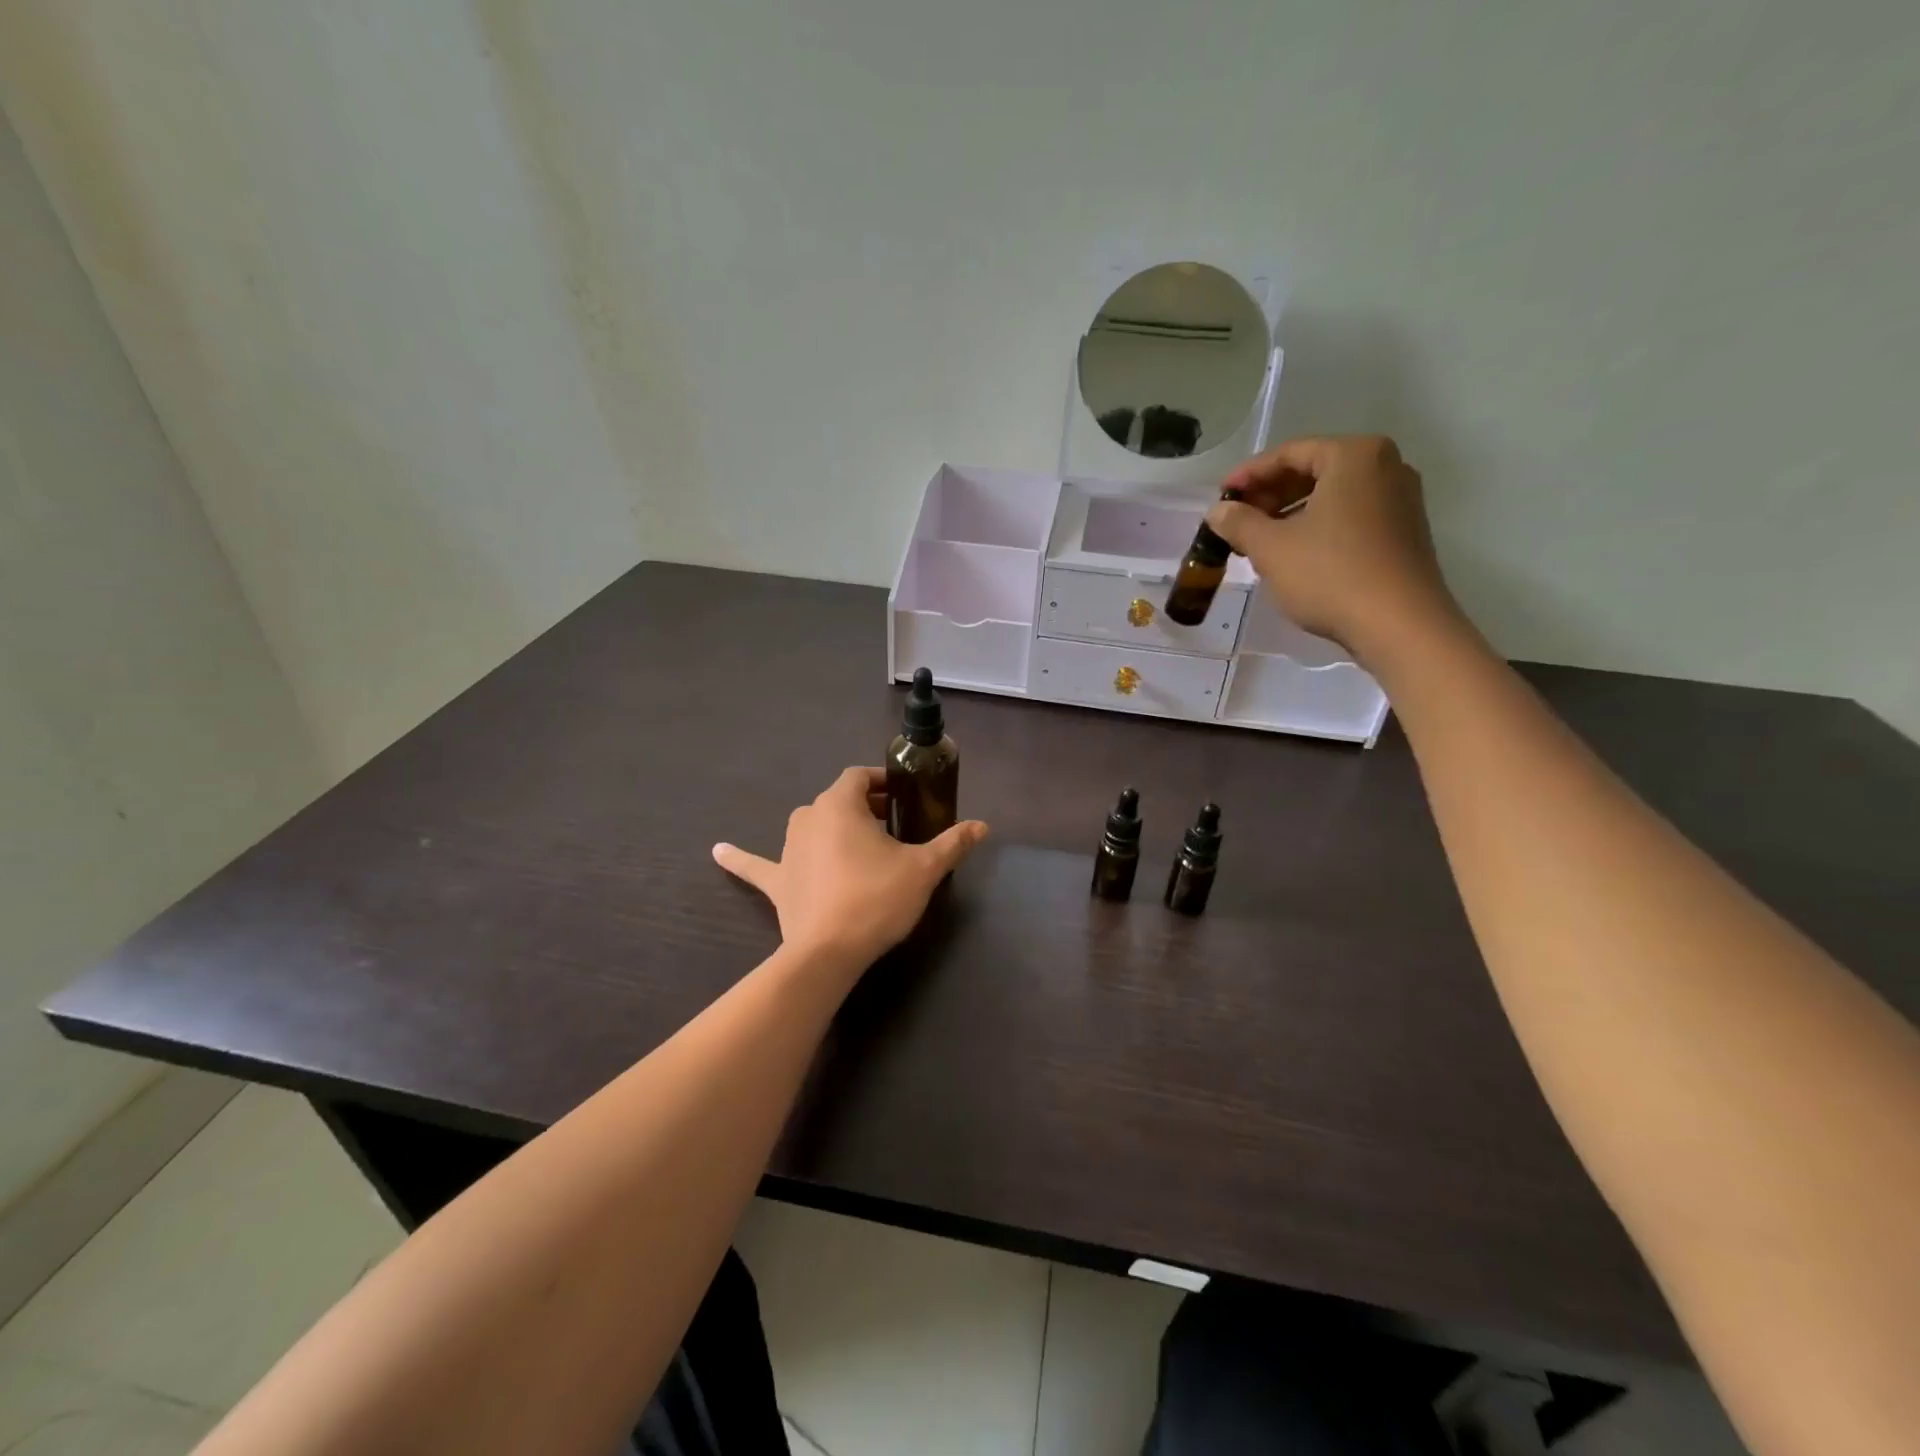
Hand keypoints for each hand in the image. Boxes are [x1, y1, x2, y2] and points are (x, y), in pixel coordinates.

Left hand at [713, 767, 987, 970]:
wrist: (828, 952)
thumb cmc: (876, 899)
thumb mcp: (923, 869)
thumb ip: (952, 843)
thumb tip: (983, 826)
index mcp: (840, 804)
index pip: (859, 776)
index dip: (881, 780)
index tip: (902, 795)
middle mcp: (808, 817)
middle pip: (837, 799)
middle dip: (863, 806)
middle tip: (891, 825)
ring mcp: (786, 848)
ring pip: (809, 824)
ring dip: (829, 826)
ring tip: (854, 841)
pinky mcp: (776, 881)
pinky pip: (756, 865)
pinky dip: (740, 858)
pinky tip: (717, 851)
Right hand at [1207, 436, 1462, 664]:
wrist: (1399, 625)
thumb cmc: (1330, 574)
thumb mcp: (1271, 548)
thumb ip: (1238, 522)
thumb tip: (1218, 511)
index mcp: (1354, 456)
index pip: (1289, 453)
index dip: (1248, 475)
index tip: (1220, 498)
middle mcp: (1385, 466)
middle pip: (1313, 470)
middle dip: (1270, 495)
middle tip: (1237, 521)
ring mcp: (1400, 499)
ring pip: (1331, 495)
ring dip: (1290, 513)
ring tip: (1258, 541)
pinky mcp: (1403, 531)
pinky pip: (1350, 516)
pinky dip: (1318, 526)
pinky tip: (1294, 554)